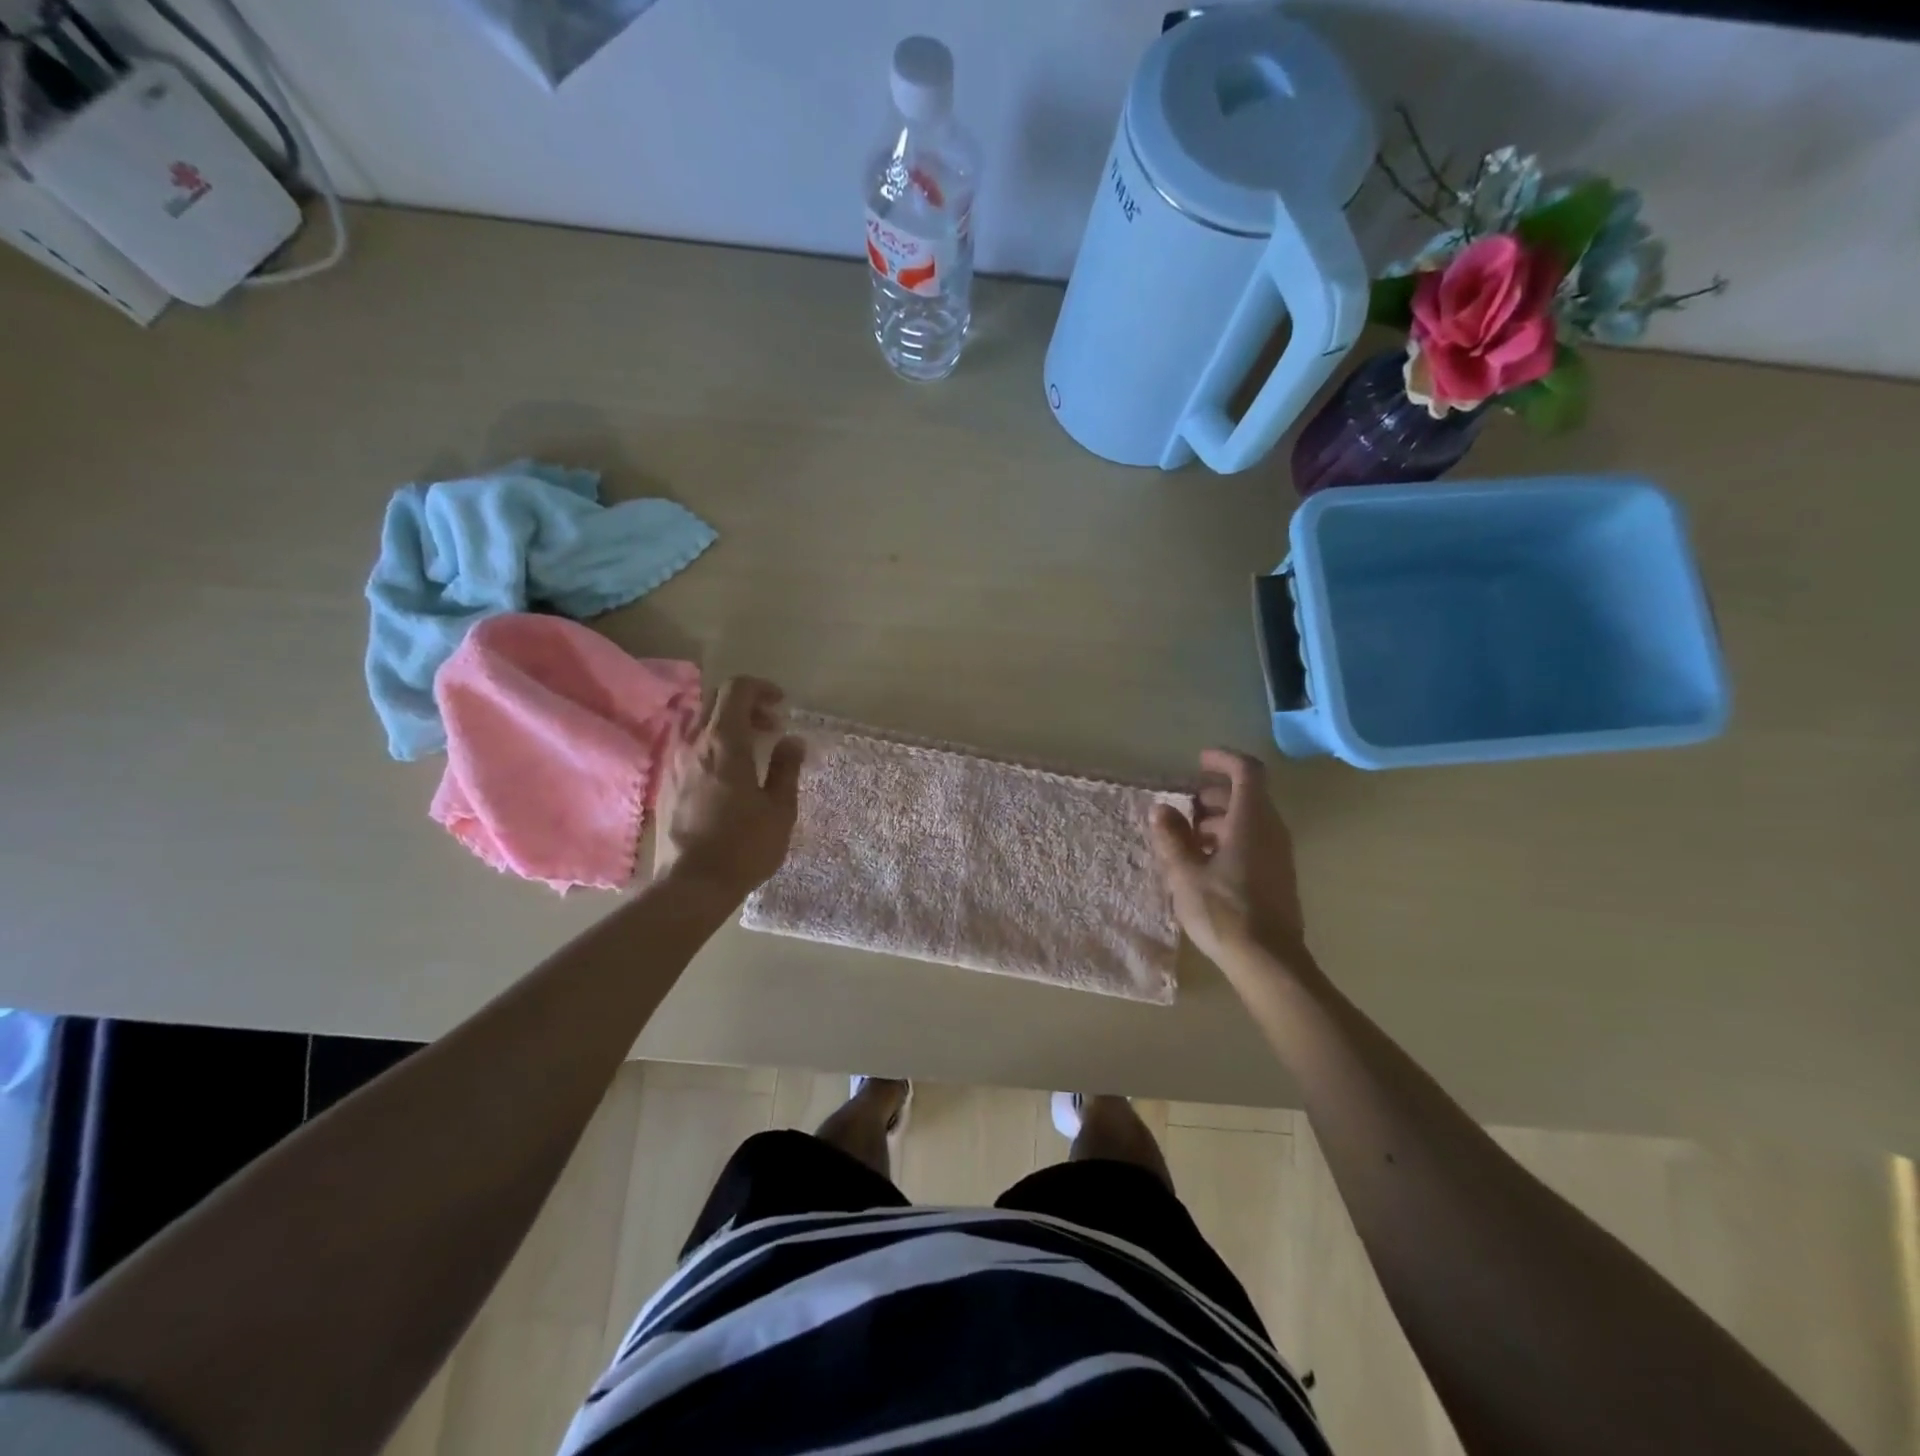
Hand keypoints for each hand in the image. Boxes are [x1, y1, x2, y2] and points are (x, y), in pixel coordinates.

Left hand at [654, 677, 804, 902]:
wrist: (692, 884)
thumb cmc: (744, 846)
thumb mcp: (780, 809)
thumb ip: (786, 768)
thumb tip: (791, 740)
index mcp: (725, 742)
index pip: (737, 689)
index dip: (761, 688)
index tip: (781, 705)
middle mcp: (693, 743)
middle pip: (715, 700)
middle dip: (746, 704)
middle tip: (771, 727)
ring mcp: (673, 762)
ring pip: (698, 721)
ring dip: (726, 723)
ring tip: (750, 749)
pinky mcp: (664, 782)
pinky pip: (687, 745)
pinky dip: (710, 743)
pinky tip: (727, 772)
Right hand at [1150, 749, 1307, 974]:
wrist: (1268, 962)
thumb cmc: (1224, 911)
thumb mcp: (1185, 873)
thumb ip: (1171, 838)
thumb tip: (1162, 809)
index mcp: (1251, 820)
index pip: (1247, 771)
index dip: (1223, 759)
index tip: (1198, 761)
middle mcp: (1271, 830)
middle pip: (1248, 795)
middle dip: (1214, 793)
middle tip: (1184, 805)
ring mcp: (1278, 855)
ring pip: (1251, 819)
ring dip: (1220, 818)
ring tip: (1187, 837)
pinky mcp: (1277, 876)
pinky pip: (1254, 841)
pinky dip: (1230, 838)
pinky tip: (1204, 863)